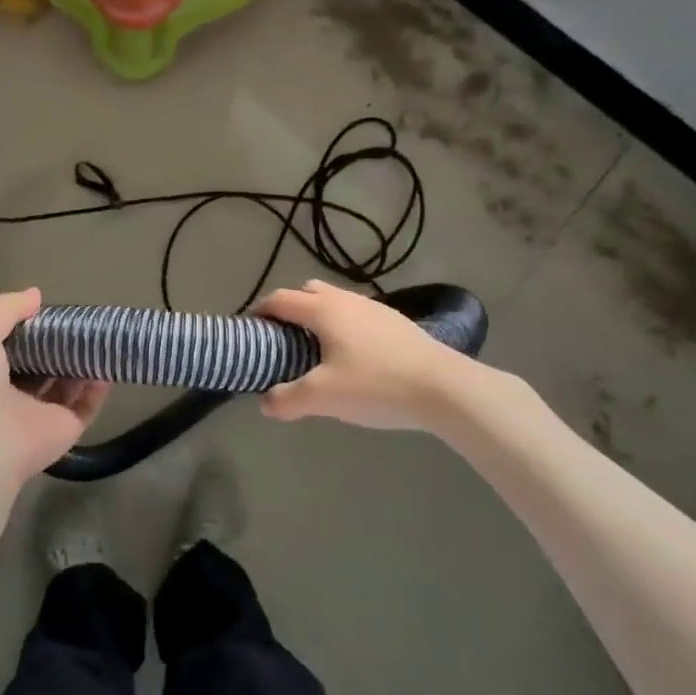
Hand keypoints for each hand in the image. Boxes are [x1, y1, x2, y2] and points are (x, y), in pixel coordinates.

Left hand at [0, 289, 108, 487]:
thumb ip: (5, 309)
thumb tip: (37, 294)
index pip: (16, 346)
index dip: (32, 327)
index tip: (52, 309)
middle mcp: (15, 393)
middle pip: (46, 365)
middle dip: (62, 345)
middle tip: (83, 321)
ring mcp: (42, 413)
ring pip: (69, 385)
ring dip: (84, 364)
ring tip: (102, 338)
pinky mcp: (66, 428)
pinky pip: (88, 405)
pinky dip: (99, 387)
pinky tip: (109, 364)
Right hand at [256, 279, 466, 431]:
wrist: (445, 388)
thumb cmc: (377, 385)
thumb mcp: (324, 397)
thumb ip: (287, 399)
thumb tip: (265, 402)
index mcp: (323, 310)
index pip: (280, 299)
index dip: (260, 311)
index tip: (250, 330)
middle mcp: (346, 300)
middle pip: (308, 292)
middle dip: (290, 310)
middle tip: (283, 341)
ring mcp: (375, 309)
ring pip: (336, 302)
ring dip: (319, 318)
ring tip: (318, 352)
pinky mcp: (396, 323)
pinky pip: (357, 316)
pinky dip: (344, 328)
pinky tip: (354, 359)